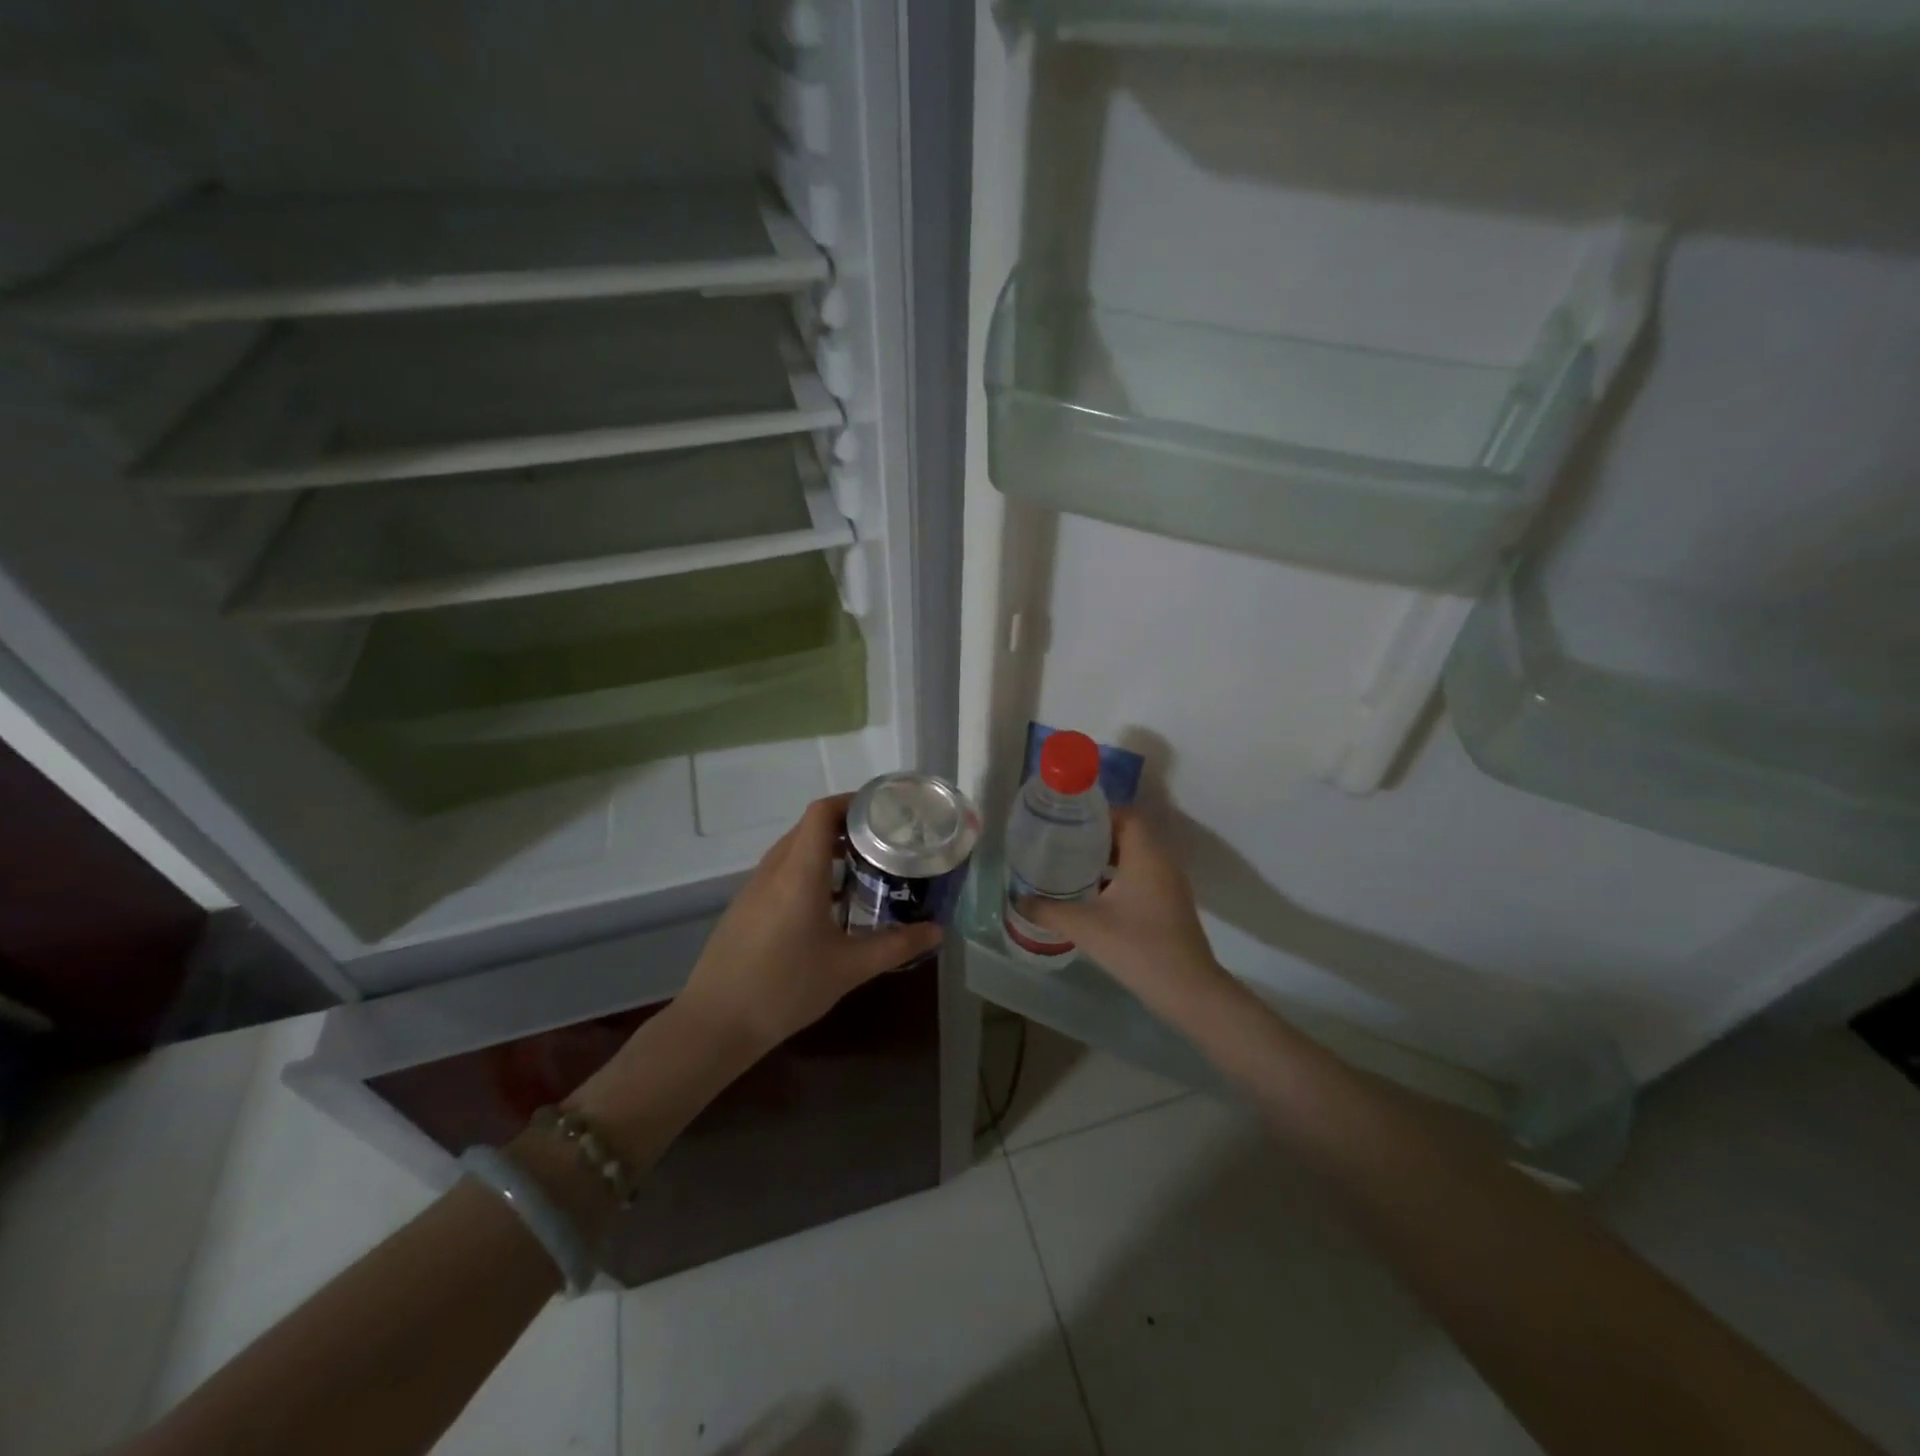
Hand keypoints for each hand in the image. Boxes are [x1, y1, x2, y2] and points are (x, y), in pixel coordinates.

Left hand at [674, 794, 943, 1053]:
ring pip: (793, 849)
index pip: (821, 812)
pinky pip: (780, 871)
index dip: (851, 802)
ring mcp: (754, 887)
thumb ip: (896, 946)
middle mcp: (774, 869)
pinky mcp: (744, 907)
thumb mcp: (849, 968)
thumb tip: (938, 930)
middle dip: (846, 826)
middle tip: (883, 842)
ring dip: (824, 849)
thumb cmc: (786, 988)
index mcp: (799, 872)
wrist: (716, 1023)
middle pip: (809, 827)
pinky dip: (807, 870)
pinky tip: (827, 905)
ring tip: (861, 869)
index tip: (883, 812)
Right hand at [1020, 811, 1227, 1014]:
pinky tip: (1095, 895)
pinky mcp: (1171, 904)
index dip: (1097, 814)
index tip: (1067, 823)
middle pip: (1130, 833)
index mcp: (1146, 854)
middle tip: (1064, 843)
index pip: (1125, 814)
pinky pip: (1143, 876)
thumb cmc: (1137, 947)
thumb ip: (1049, 910)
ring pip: (1137, 856)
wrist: (1187, 990)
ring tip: (1074, 865)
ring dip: (1109, 858)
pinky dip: (1120, 877)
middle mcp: (1162, 861)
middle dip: (1097, 836)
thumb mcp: (1085, 927)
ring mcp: (1170, 884)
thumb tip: (1019, 899)